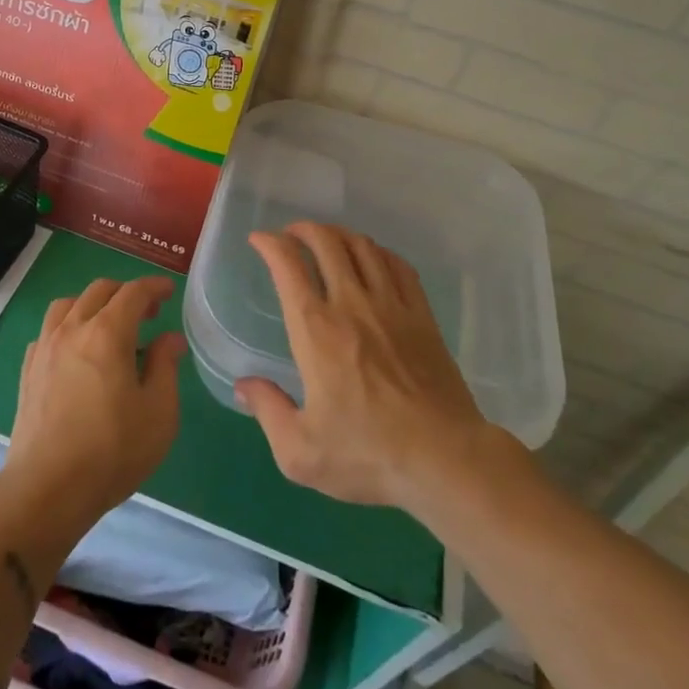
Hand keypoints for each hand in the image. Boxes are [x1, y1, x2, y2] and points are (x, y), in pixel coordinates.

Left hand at [1, 277, 185, 534]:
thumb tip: (170, 339)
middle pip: (99, 291)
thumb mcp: (158, 412)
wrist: (47, 489)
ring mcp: (45, 348)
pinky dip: (68, 327)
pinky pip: (49, 330)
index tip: (168, 292)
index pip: (133, 292)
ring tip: (108, 326)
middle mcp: (72, 329)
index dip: (154, 287)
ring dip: (93, 304)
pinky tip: (77, 351)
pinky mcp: (28, 370)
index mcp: (107, 333)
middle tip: (147, 313)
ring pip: (68, 304)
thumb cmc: (112, 450)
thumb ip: (165, 366)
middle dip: (126, 293)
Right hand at [238, 222, 512, 510]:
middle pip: (326, 242)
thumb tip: (243, 386)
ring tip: (328, 240)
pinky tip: (372, 258)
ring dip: (339, 234)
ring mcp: (391, 305)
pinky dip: (378, 251)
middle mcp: (351, 304)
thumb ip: (267, 411)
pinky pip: (398, 265)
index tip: (259, 240)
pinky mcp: (422, 315)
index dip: (269, 244)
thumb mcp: (300, 451)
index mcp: (316, 329)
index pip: (288, 265)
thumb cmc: (368, 454)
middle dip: (303, 229)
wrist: (445, 459)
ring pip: (363, 247)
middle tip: (291, 235)